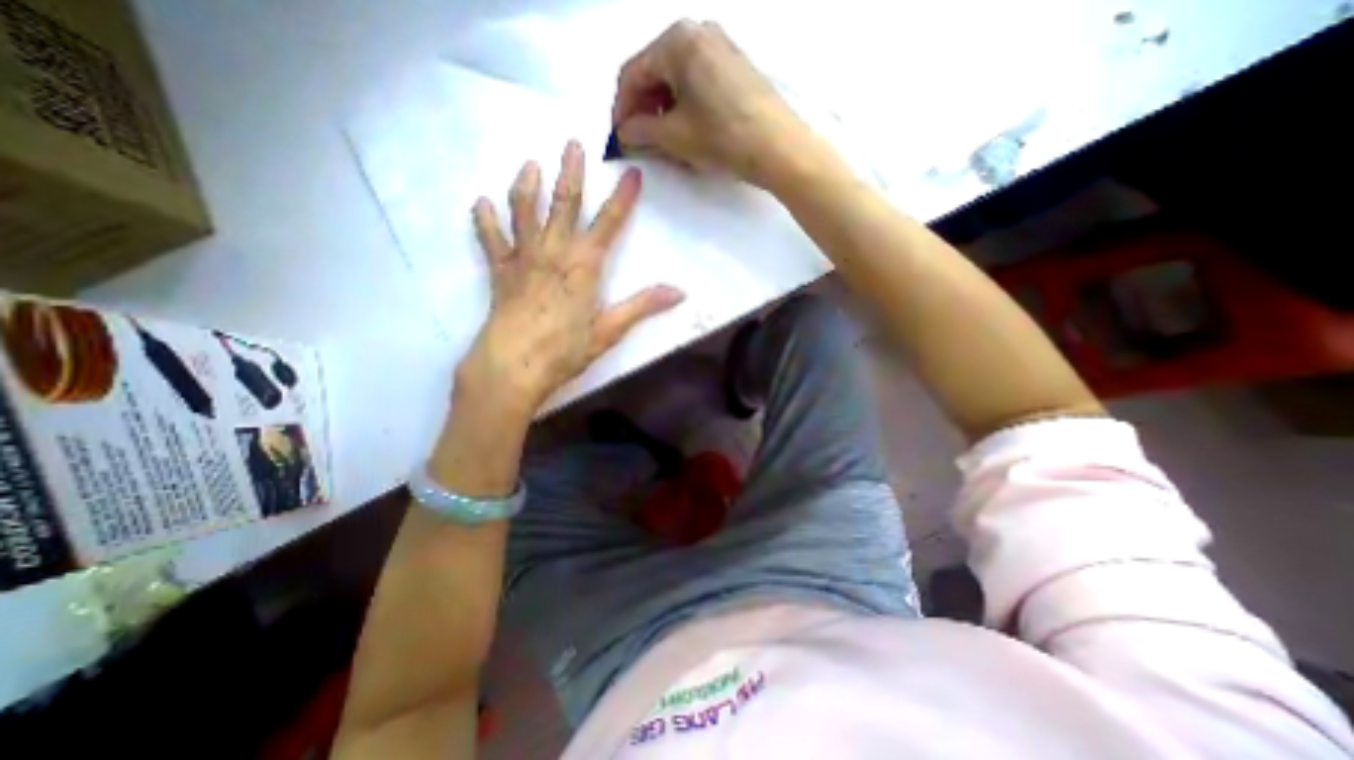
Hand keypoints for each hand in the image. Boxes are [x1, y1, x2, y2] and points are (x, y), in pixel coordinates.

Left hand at [458, 139, 689, 419]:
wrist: (514, 366)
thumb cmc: (564, 351)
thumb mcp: (609, 331)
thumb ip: (643, 307)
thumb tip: (680, 293)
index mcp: (584, 266)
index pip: (609, 224)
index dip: (622, 198)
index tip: (632, 173)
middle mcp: (553, 252)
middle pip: (563, 205)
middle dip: (570, 173)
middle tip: (572, 143)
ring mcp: (523, 259)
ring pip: (523, 212)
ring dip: (526, 185)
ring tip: (528, 164)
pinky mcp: (500, 272)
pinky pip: (490, 239)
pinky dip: (485, 220)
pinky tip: (482, 203)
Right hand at [614, 17, 813, 187]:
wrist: (778, 148)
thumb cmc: (723, 138)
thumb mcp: (675, 137)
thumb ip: (641, 131)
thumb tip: (624, 133)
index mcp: (677, 41)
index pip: (633, 73)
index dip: (621, 109)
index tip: (619, 137)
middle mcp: (698, 32)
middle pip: (655, 72)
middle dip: (643, 109)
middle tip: (639, 141)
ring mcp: (720, 47)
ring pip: (676, 78)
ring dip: (663, 110)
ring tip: (662, 142)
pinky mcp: (735, 67)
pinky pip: (697, 82)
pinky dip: (684, 106)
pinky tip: (686, 131)